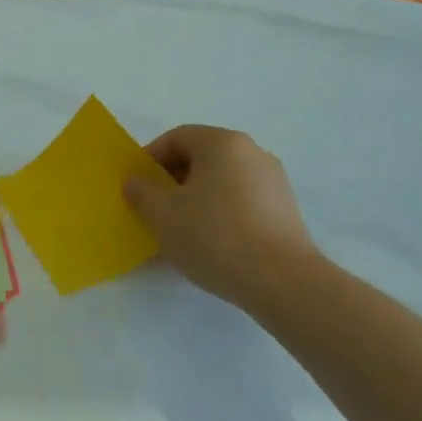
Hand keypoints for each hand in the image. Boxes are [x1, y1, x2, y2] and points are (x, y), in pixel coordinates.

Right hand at [122, 126, 322, 309]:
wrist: (283, 282)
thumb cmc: (215, 236)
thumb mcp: (162, 214)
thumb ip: (141, 192)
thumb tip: (136, 182)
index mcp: (222, 143)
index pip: (176, 138)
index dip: (150, 158)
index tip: (137, 186)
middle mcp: (252, 152)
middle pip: (201, 157)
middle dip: (172, 180)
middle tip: (154, 209)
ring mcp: (273, 182)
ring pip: (221, 181)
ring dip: (196, 199)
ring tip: (181, 231)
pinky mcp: (285, 210)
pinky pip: (241, 202)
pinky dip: (220, 213)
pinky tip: (211, 243)